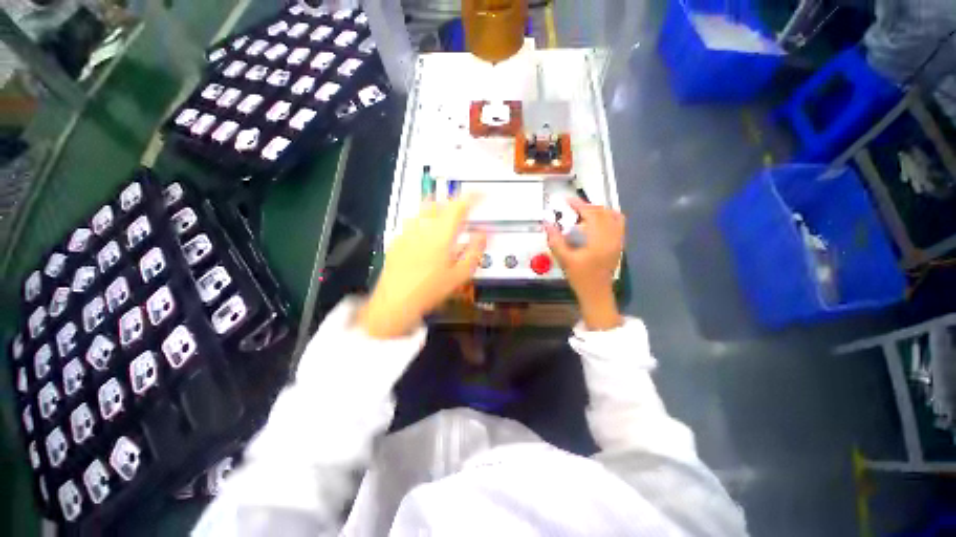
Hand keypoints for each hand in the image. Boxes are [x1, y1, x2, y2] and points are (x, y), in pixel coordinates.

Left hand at [358, 195, 486, 338]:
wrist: (396, 301)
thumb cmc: (431, 289)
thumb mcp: (460, 275)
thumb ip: (475, 251)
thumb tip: (482, 234)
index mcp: (441, 234)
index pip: (458, 206)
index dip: (471, 197)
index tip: (480, 194)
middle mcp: (422, 228)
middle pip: (438, 203)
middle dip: (451, 202)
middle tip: (461, 211)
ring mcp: (407, 232)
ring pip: (422, 211)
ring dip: (436, 210)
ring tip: (444, 221)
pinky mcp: (397, 240)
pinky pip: (412, 223)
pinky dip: (423, 222)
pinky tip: (425, 237)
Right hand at [546, 198, 623, 330]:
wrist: (597, 293)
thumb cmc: (580, 277)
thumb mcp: (565, 260)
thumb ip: (555, 240)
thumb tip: (547, 224)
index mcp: (600, 240)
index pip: (591, 214)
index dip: (579, 205)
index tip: (567, 200)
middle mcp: (612, 236)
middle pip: (602, 213)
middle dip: (587, 206)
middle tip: (572, 208)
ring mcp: (618, 240)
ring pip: (612, 216)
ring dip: (598, 210)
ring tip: (584, 213)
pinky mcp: (619, 244)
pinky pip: (618, 223)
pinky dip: (608, 217)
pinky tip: (597, 222)